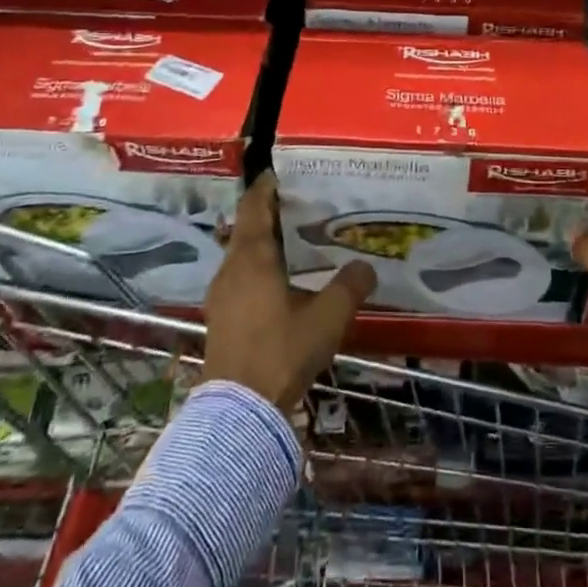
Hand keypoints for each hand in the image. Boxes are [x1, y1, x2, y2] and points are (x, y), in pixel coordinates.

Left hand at [202, 173, 376, 411]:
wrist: (239, 412)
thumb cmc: (282, 352)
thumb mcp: (326, 318)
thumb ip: (349, 286)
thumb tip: (367, 266)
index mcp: (252, 256)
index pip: (254, 205)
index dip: (268, 186)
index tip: (285, 173)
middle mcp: (231, 268)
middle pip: (247, 227)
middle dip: (271, 214)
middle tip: (303, 206)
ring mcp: (221, 295)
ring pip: (242, 254)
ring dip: (265, 243)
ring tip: (297, 243)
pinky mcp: (220, 319)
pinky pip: (240, 278)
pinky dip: (259, 269)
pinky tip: (282, 283)